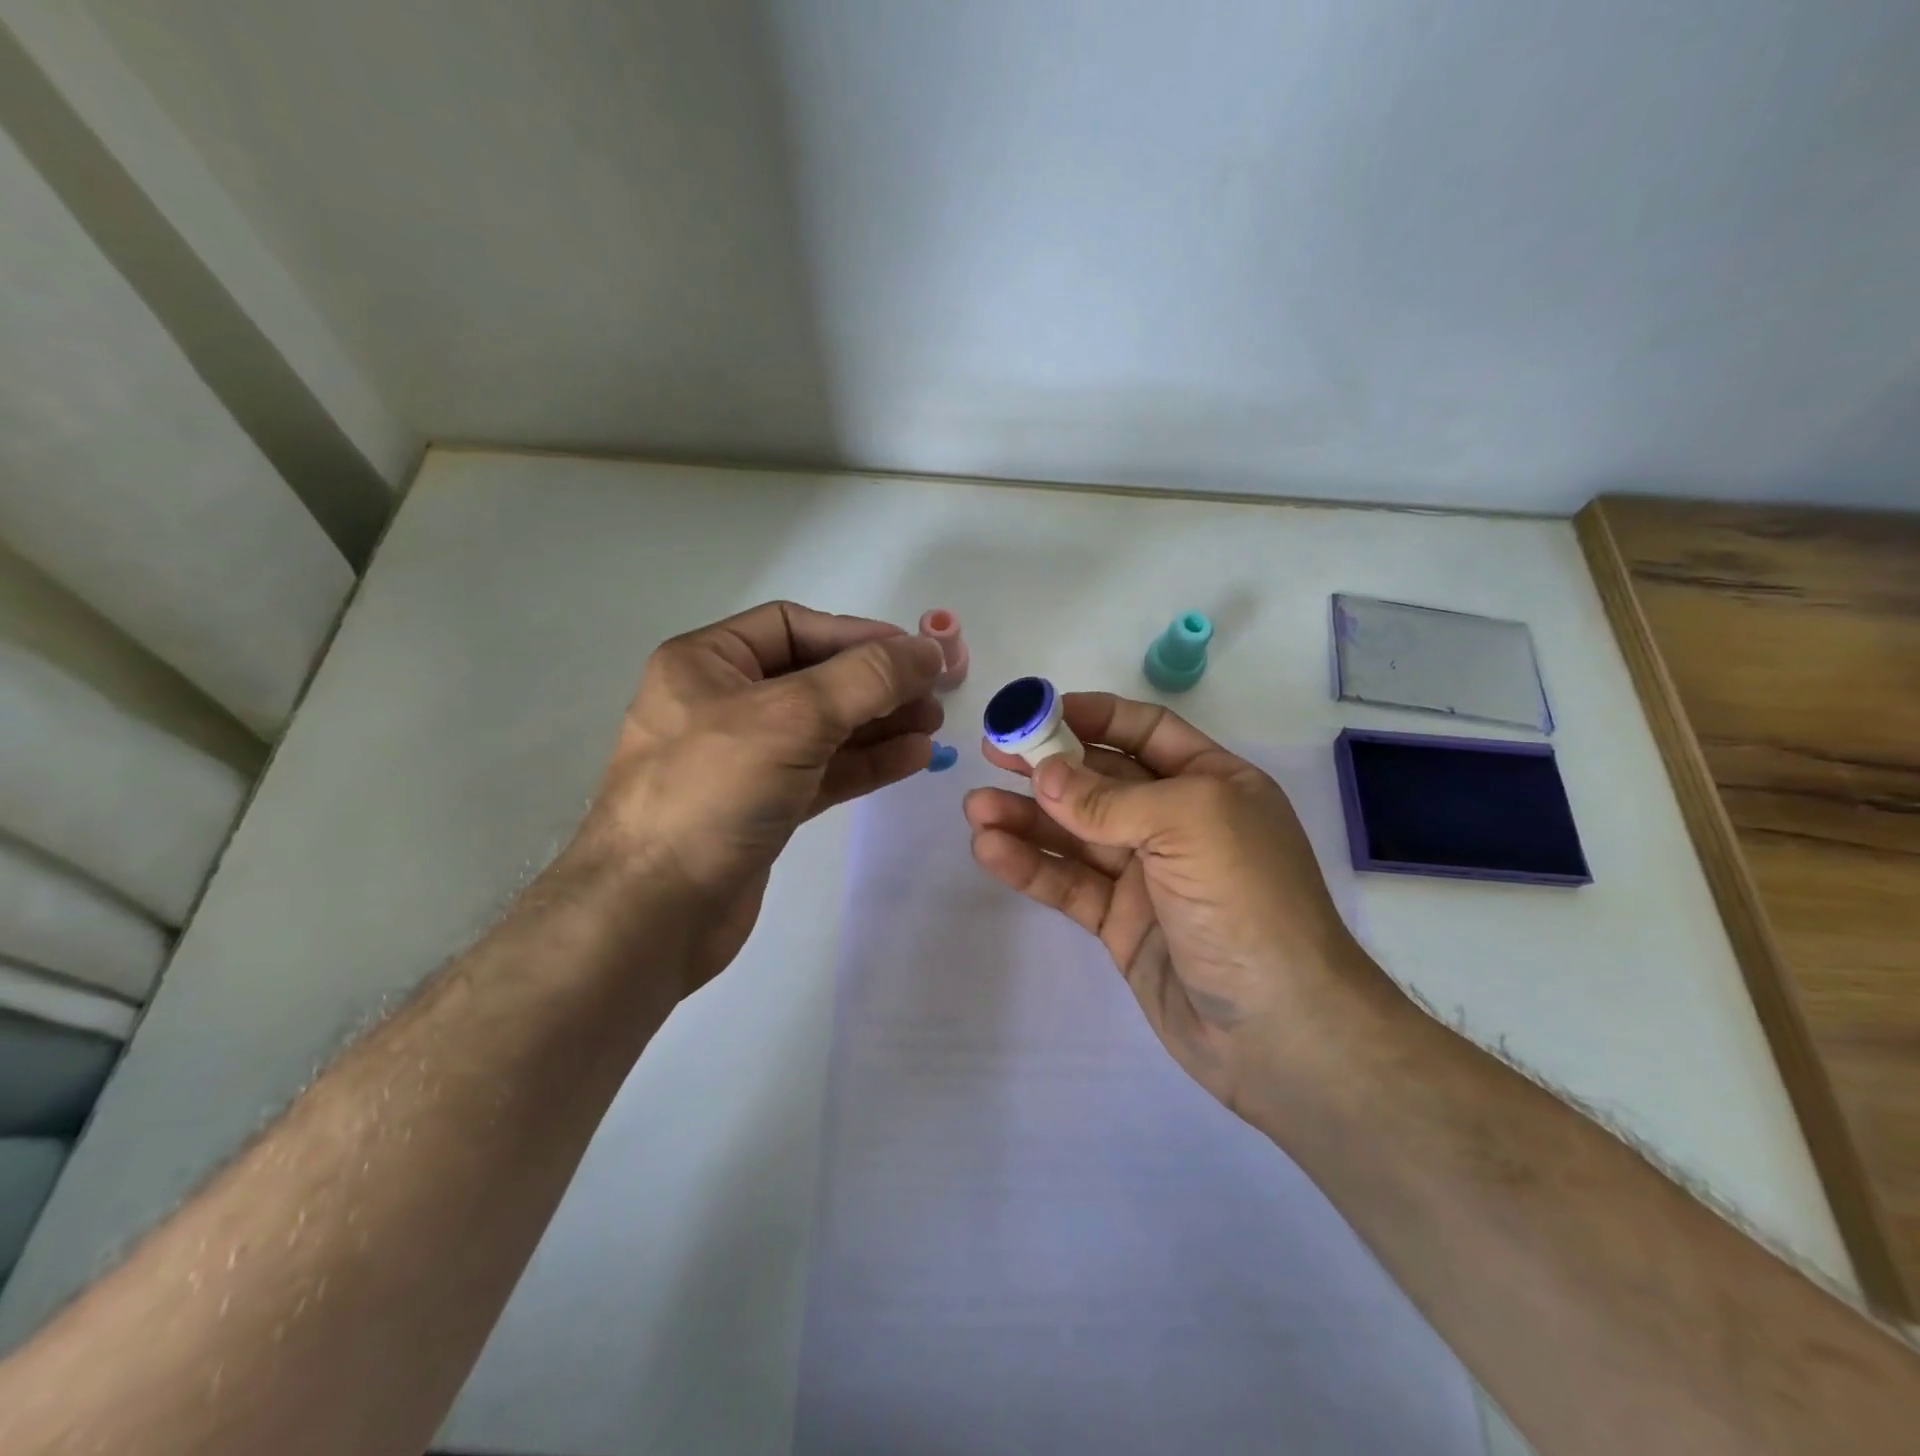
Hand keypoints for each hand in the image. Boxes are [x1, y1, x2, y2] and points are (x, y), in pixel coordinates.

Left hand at [568, 601, 943, 995]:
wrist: (654, 912)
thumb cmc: (713, 792)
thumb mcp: (793, 717)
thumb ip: (867, 678)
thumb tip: (929, 650)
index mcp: (706, 663)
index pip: (793, 627)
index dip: (857, 635)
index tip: (915, 655)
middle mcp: (721, 703)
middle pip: (815, 678)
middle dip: (876, 685)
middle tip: (933, 697)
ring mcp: (742, 759)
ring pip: (824, 729)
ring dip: (879, 725)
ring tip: (932, 729)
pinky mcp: (762, 806)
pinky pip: (822, 771)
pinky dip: (866, 763)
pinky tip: (911, 758)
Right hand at [965, 693, 1398, 1120]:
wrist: (1279, 1031)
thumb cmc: (1247, 902)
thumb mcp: (1188, 824)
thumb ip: (1109, 799)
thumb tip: (1045, 774)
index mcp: (1212, 783)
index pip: (1146, 732)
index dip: (1093, 716)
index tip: (1038, 712)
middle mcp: (1178, 823)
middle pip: (1101, 781)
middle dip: (1047, 766)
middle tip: (991, 754)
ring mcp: (1148, 876)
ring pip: (1076, 834)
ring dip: (1026, 817)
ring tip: (975, 808)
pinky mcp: (1121, 923)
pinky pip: (1070, 884)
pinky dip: (1031, 866)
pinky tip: (991, 851)